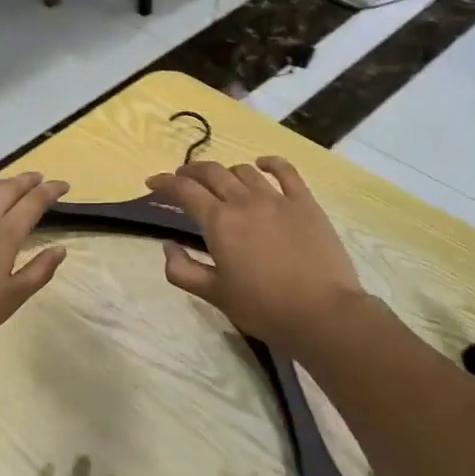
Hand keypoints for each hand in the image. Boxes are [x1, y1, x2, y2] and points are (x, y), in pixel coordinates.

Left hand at [0, 172, 69, 354]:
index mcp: (6, 234)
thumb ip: (39, 271)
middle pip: (8, 189)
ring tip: (5, 184)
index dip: (50, 191)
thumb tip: (60, 250)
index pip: (34, 202)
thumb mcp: (13, 298)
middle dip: (26, 181)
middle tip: (38, 179)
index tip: (63, 185)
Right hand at [145, 158, 364, 356]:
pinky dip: (270, 163)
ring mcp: (277, 198)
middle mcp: (245, 201)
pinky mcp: (305, 202)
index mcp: (219, 222)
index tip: (152, 183)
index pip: (185, 191)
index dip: (165, 183)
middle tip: (182, 179)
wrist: (321, 312)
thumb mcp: (214, 295)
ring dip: (226, 171)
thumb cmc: (263, 308)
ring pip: (244, 171)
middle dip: (191, 172)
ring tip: (220, 181)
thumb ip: (183, 270)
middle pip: (212, 172)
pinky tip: (262, 164)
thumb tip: (168, 246)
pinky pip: (285, 171)